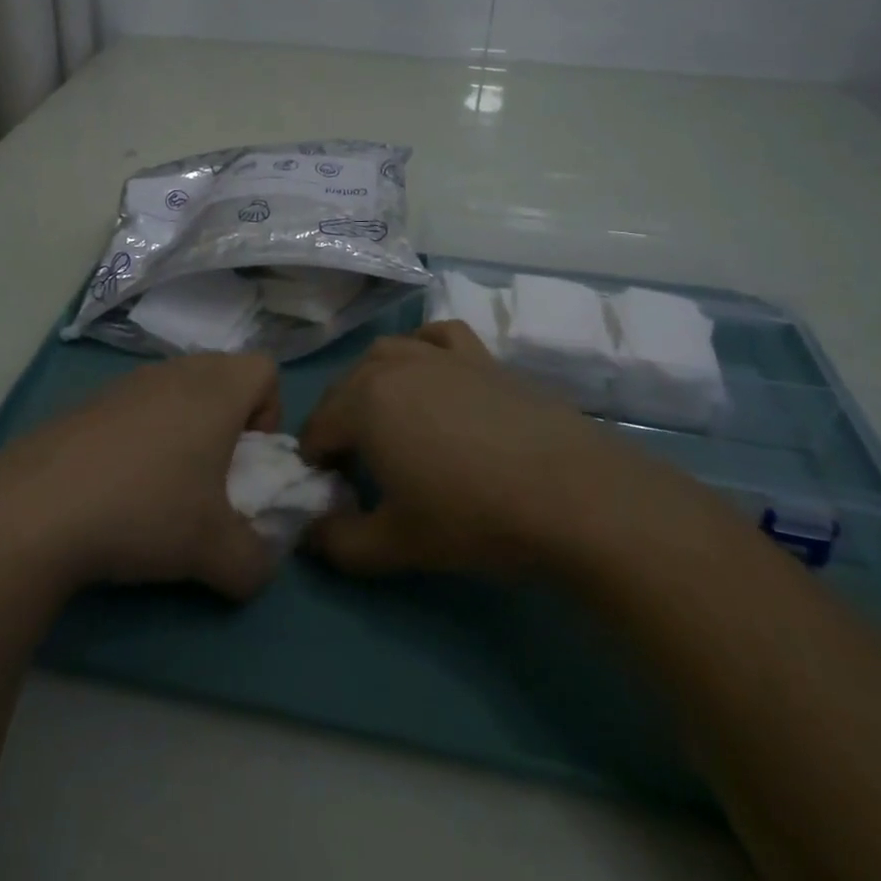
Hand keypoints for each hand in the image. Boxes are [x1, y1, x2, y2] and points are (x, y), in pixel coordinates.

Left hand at [0, 353, 282, 600]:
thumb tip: (258, 567)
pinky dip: (140, 437)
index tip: (246, 461)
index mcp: (215, 390)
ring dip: (182, 429)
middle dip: (228, 422)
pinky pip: (135, 407)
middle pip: (221, 375)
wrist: (36, 509)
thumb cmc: (145, 512)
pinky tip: (116, 486)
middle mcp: (175, 372)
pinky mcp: (88, 402)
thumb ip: (255, 562)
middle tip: (210, 476)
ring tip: (161, 487)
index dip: (269, 413)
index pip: (265, 368)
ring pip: (176, 390)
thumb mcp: (216, 554)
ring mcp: (126, 382)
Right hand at [300, 321, 683, 577]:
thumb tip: (310, 534)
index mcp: (362, 403)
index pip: (317, 429)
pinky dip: (423, 346)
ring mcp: (438, 355)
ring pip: (385, 354)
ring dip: (371, 383)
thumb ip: (338, 543)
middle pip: (345, 389)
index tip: (334, 493)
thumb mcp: (394, 545)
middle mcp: (392, 365)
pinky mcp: (480, 356)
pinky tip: (430, 371)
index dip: (317, 463)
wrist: (570, 494)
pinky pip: (438, 335)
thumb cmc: (471, 517)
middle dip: (338, 425)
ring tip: (388, 420)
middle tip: (357, 468)